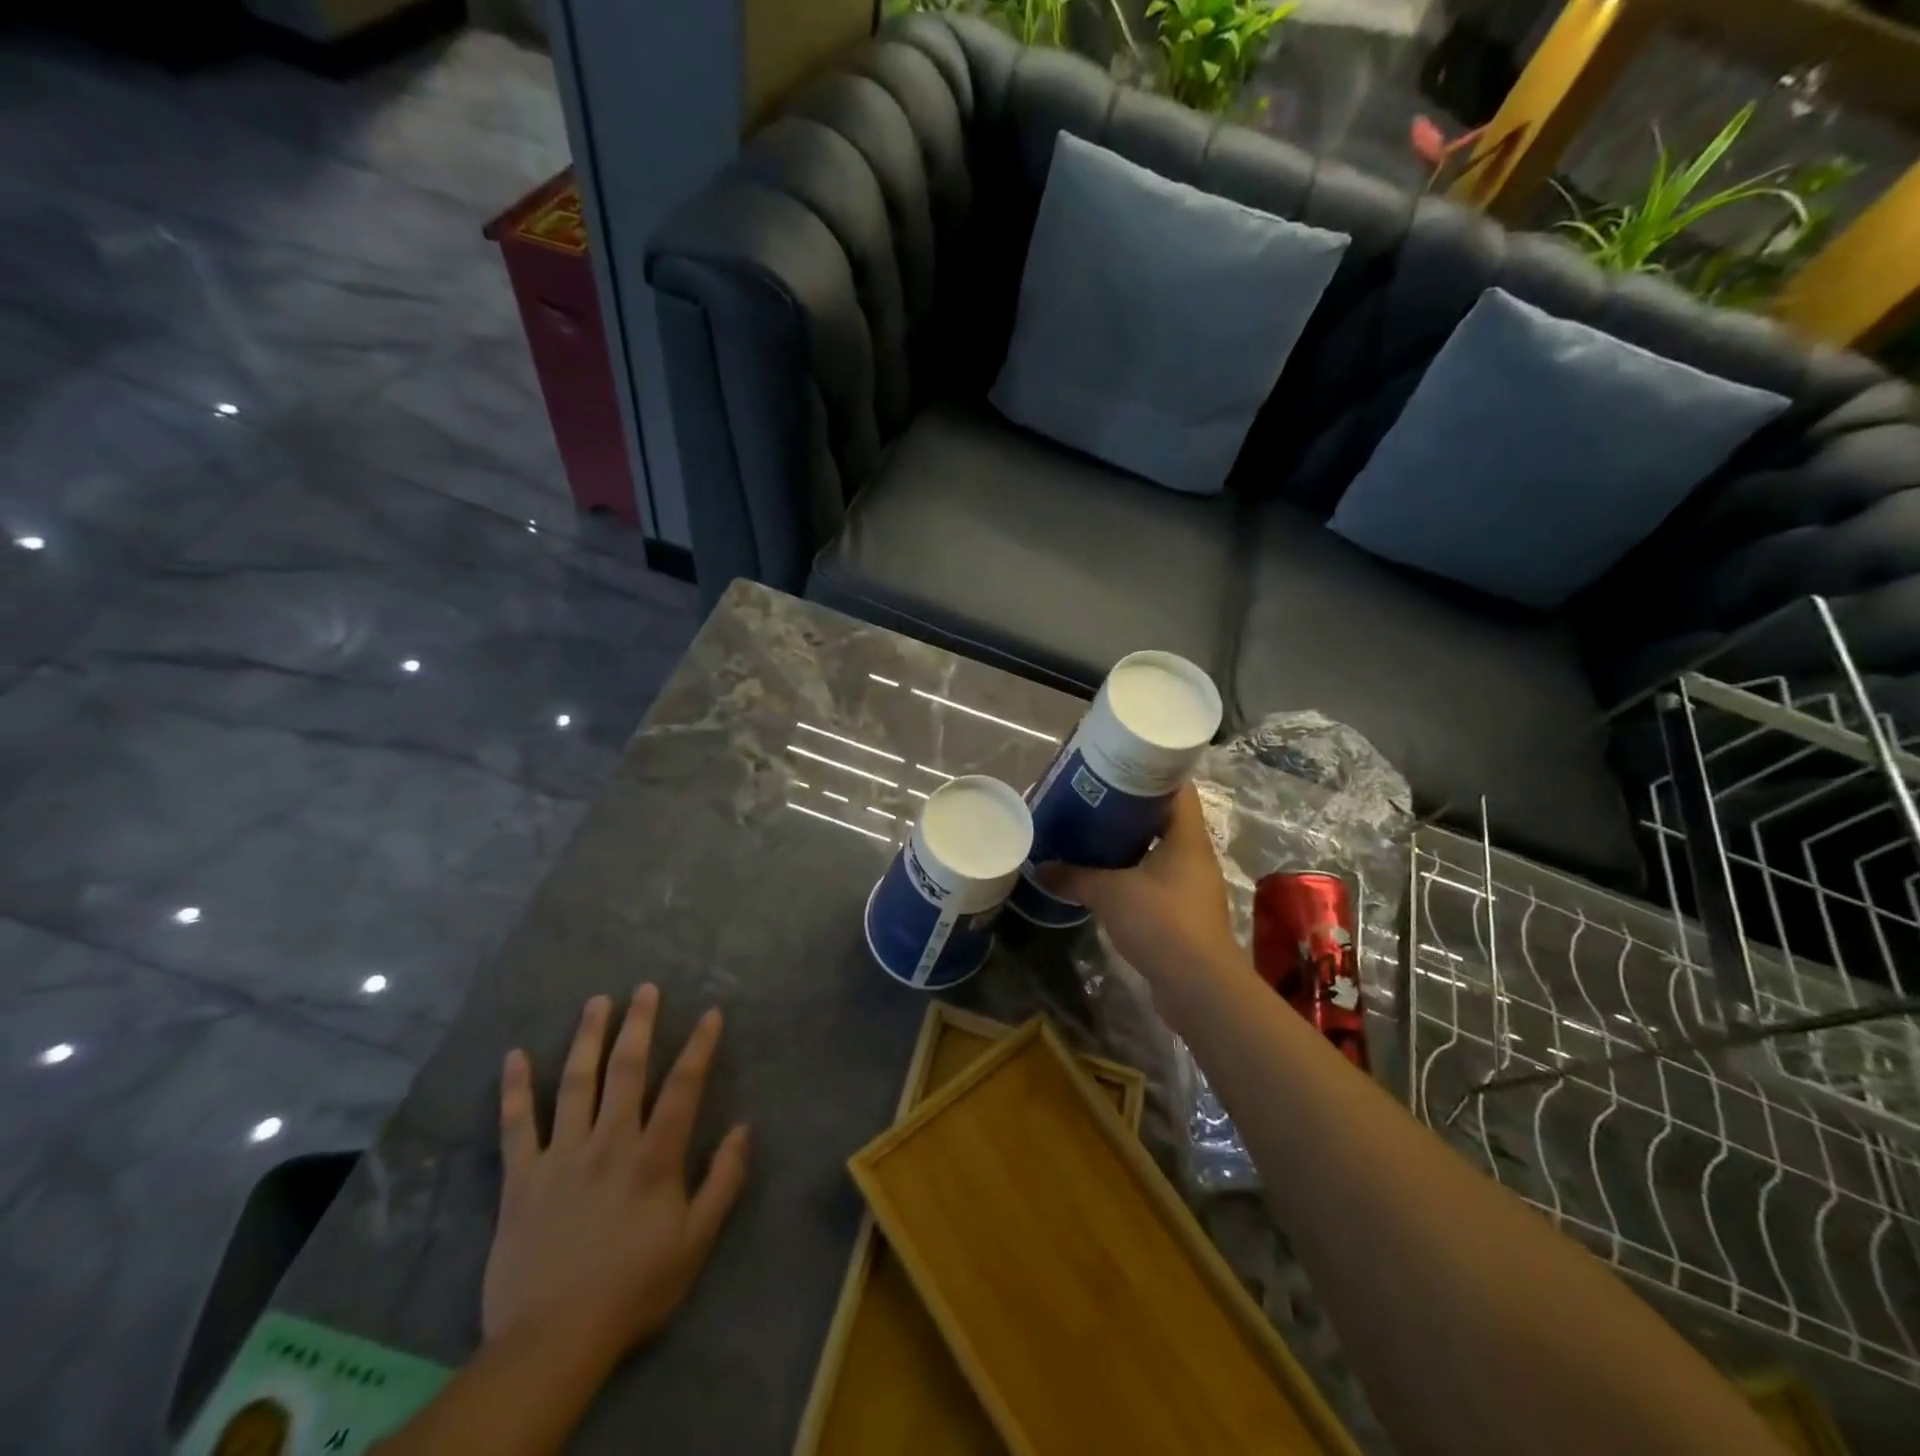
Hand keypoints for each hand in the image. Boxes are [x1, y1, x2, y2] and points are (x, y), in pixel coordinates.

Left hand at [482, 986, 749, 1362]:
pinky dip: (515, 1089)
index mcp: (653, 1157)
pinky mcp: (522, 1178)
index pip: (683, 1087)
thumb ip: (723, 1182)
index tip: (711, 1013)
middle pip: (626, 1070)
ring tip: (597, 1001)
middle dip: (639, 1025)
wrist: (551, 1342)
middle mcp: (609, 1142)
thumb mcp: (695, 1243)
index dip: (700, 1047)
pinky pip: (516, 1126)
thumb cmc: (633, 1289)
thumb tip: (742, 1128)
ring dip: (587, 1038)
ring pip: (576, 1083)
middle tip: (645, 988)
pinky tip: (515, 1056)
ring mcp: (561, 1156)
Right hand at [1037, 783, 1241, 990]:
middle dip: (1132, 809)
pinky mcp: (1185, 914)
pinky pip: (1158, 882)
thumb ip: (1074, 877)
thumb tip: (1041, 867)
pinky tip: (1106, 878)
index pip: (1178, 788)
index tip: (1119, 765)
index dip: (1152, 772)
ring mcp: (1193, 887)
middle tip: (1095, 799)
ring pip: (1161, 852)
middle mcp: (1196, 856)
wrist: (1197, 985)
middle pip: (1166, 819)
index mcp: (1187, 837)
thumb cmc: (1160, 921)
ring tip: (1094, 835)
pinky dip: (1135, 875)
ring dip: (1132, 845)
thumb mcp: (1109, 893)